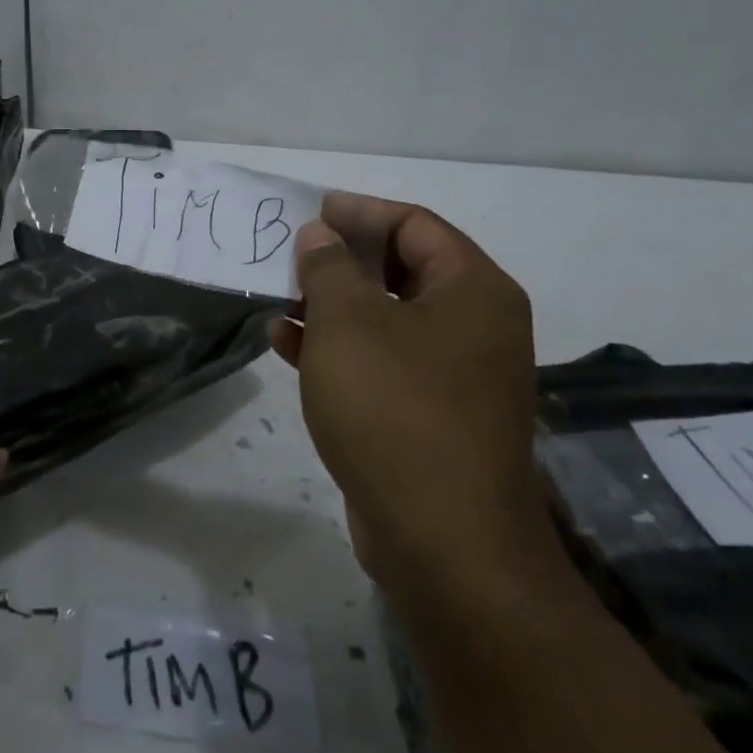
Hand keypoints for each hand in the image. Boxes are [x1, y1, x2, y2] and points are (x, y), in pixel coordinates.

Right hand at [270, 193, 550, 598]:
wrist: (443, 542)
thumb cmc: (395, 408)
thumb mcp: (348, 323)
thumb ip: (328, 267)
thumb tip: (320, 235)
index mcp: (472, 291)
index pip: (415, 225)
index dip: (360, 212)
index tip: (312, 210)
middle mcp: (474, 327)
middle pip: (402, 270)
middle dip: (342, 260)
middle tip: (292, 253)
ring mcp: (455, 376)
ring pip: (386, 319)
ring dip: (332, 305)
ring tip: (278, 297)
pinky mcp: (430, 417)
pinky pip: (381, 363)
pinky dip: (338, 349)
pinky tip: (285, 345)